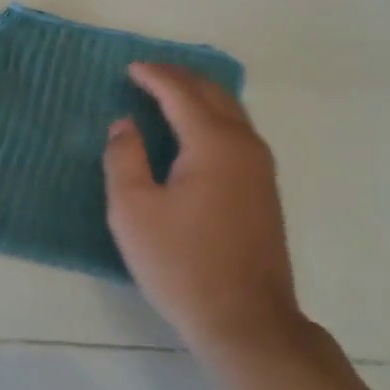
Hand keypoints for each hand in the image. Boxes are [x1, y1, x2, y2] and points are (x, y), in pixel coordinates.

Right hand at [102, 63, 303, 359]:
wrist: (247, 321)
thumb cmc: (183, 265)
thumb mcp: (134, 211)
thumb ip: (124, 158)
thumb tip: (125, 124)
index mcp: (213, 142)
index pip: (181, 92)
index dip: (154, 76)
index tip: (130, 68)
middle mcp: (244, 144)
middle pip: (213, 93)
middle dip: (180, 77)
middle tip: (149, 73)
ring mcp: (261, 167)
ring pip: (231, 110)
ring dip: (200, 95)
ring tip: (170, 94)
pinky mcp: (265, 189)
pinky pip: (238, 132)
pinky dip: (214, 117)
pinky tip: (196, 131)